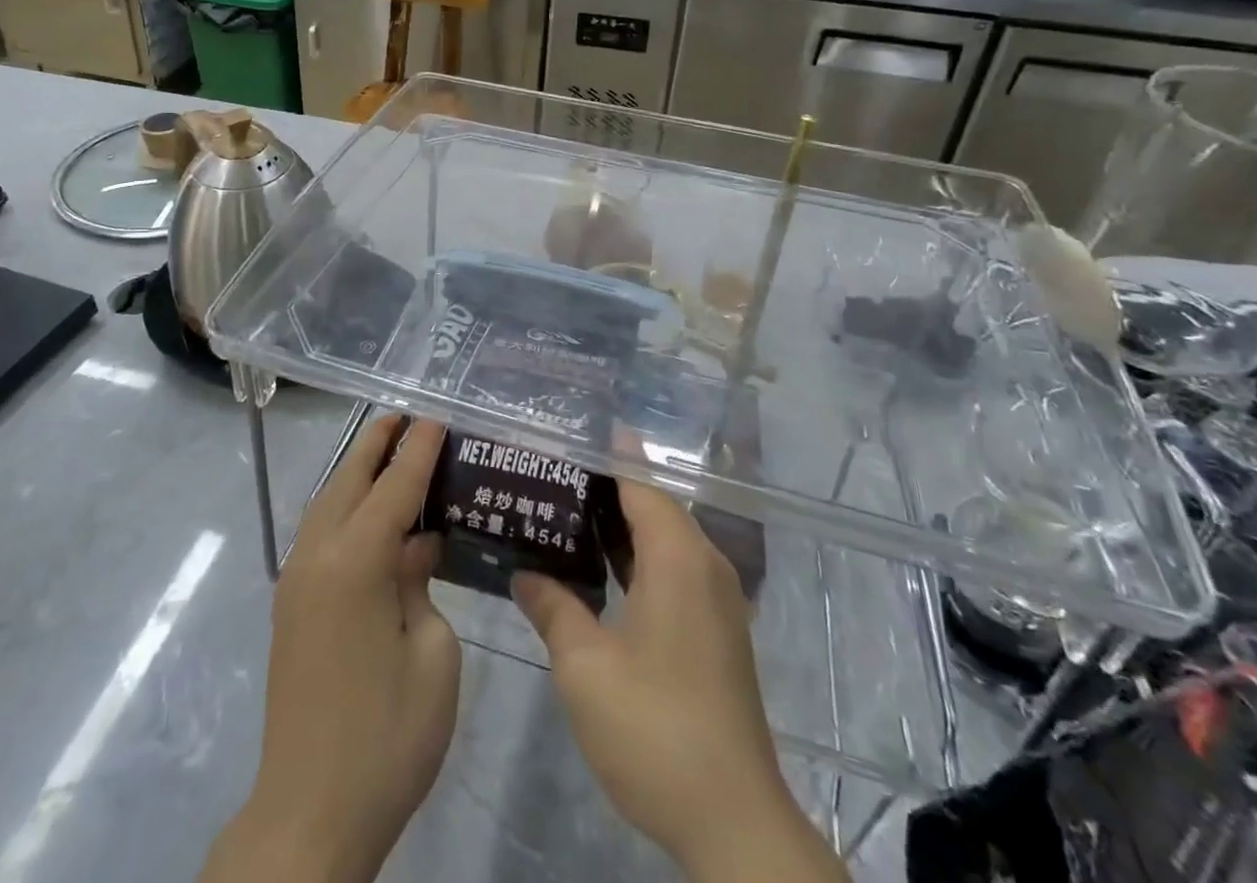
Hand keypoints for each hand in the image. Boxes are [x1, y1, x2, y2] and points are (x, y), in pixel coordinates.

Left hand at [202, 417, 460, 882]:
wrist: (310, 812)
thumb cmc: (387, 735)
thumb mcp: (433, 656)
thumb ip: (422, 584)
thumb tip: (414, 547)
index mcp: (355, 562)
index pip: (394, 487)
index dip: (418, 450)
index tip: (436, 417)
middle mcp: (317, 557)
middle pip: (349, 480)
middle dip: (376, 443)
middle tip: (405, 414)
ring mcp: (297, 581)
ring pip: (328, 503)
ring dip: (357, 471)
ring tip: (388, 450)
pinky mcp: (291, 606)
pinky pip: (320, 533)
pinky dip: (346, 506)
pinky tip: (371, 514)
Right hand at [513, 482, 846, 882]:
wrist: (733, 819)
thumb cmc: (654, 727)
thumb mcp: (585, 666)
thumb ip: (553, 607)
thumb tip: (523, 573)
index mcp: (678, 556)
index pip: (639, 481)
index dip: (604, 455)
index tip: (565, 436)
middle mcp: (704, 564)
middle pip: (653, 505)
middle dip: (604, 488)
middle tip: (549, 475)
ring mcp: (715, 599)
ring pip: (663, 540)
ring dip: (619, 526)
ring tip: (563, 513)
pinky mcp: (716, 630)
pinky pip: (673, 570)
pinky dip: (637, 558)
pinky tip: (598, 571)